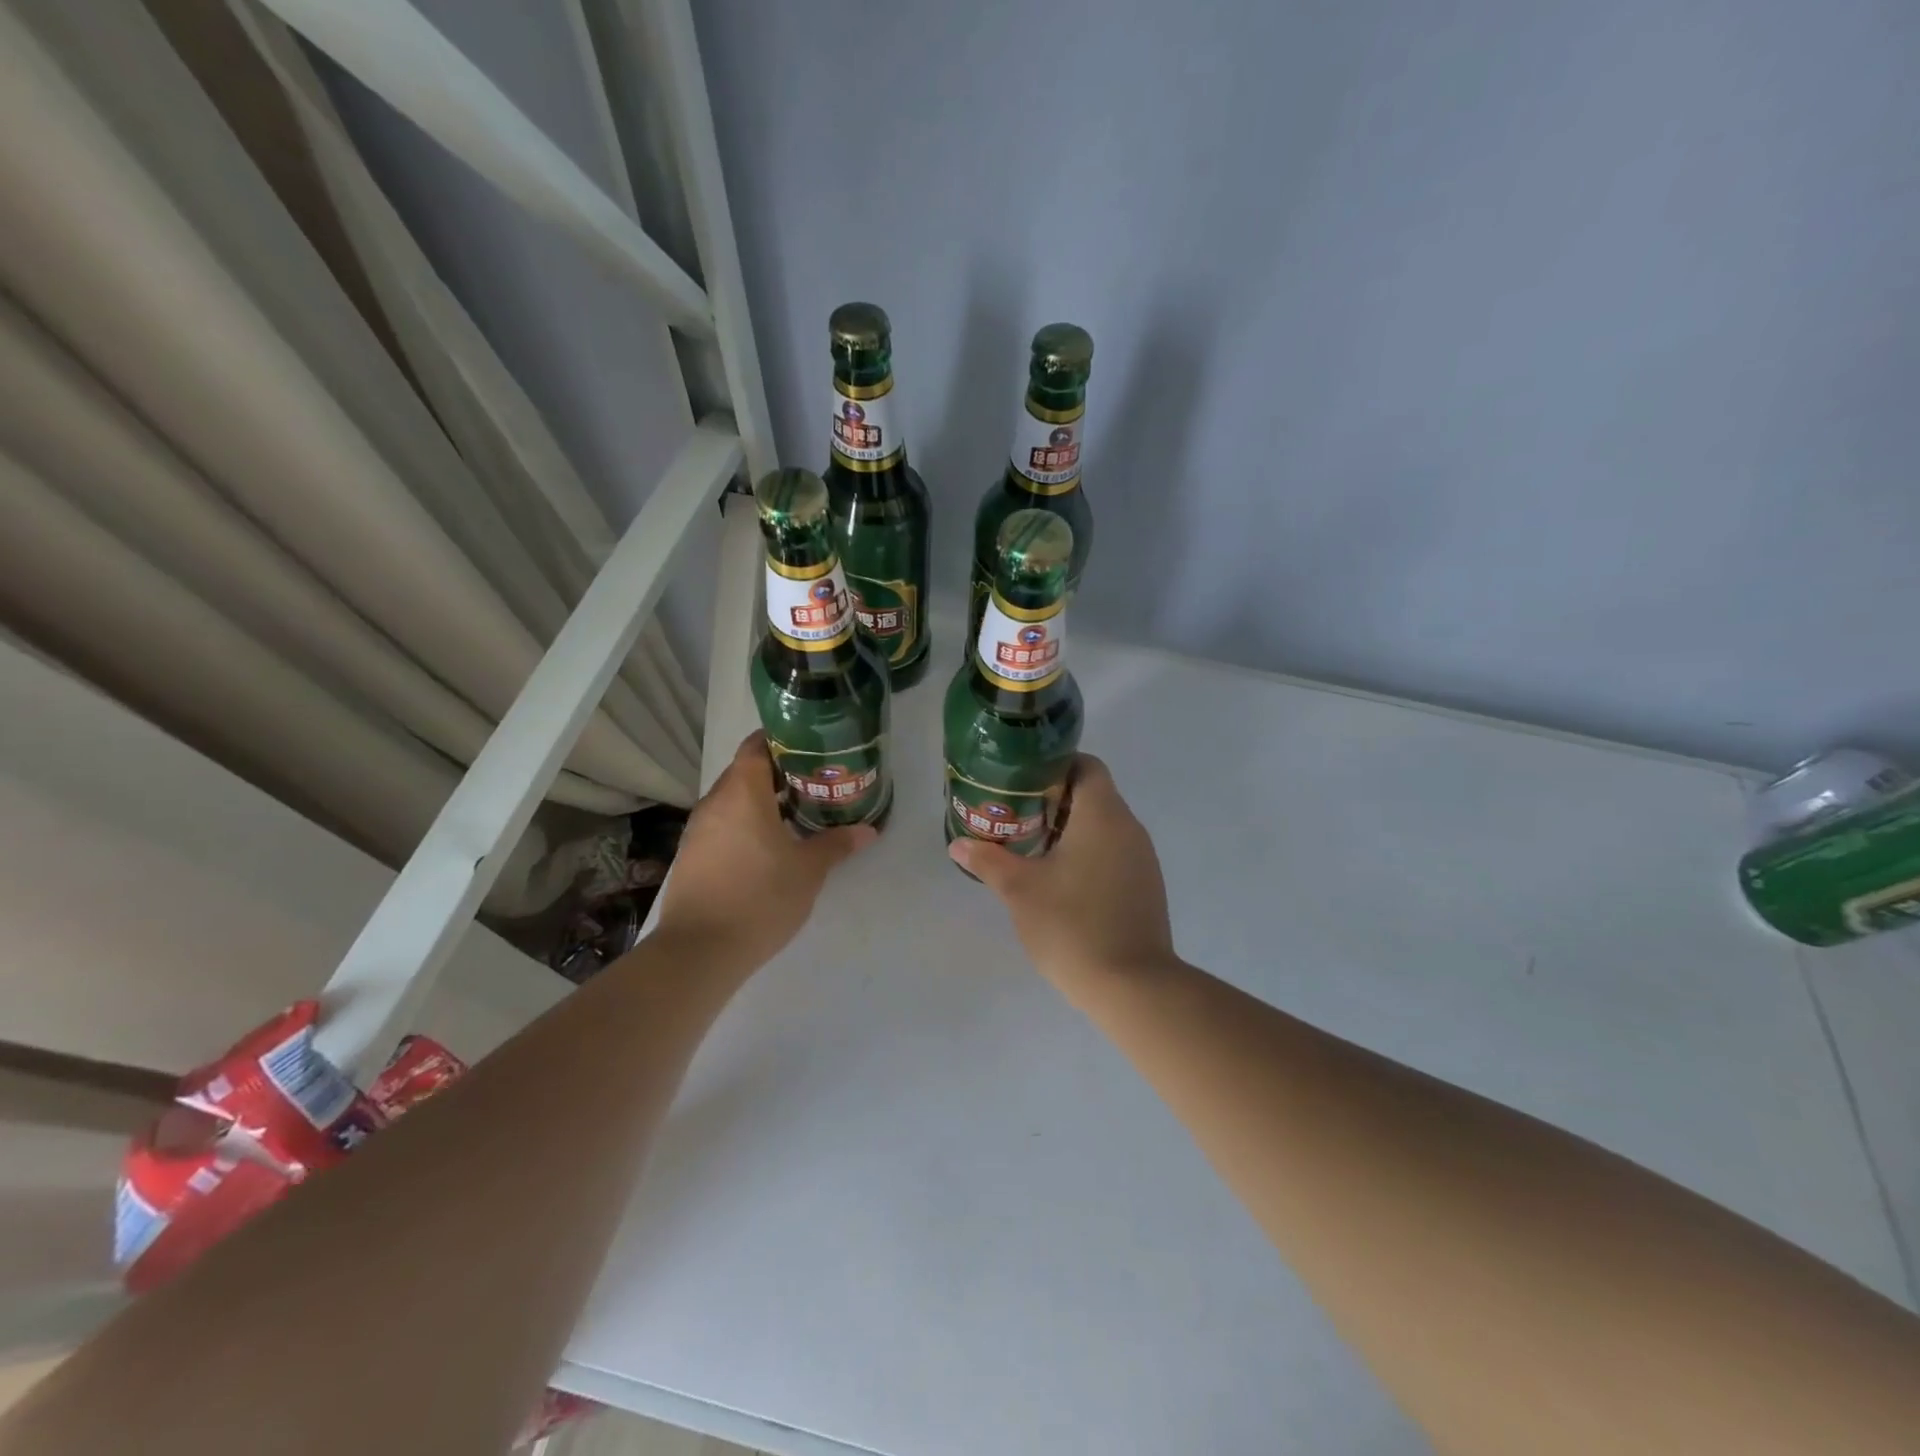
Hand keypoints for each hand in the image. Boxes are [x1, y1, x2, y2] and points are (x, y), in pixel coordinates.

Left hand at [653, 732, 877, 970]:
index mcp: (742, 793)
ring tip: (795, 814)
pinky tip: (767, 846)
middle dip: (777, 773)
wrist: (699, 950)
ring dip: (760, 801)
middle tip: (813, 782)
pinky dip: (744, 824)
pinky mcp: (691, 855)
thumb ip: (836, 844)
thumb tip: (868, 830)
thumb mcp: (808, 871)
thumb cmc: (760, 898)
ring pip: (732, 800)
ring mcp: (698, 830)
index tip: (810, 749)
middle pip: (744, 772)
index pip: (756, 746)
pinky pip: (722, 824)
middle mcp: (715, 802)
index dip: (781, 741)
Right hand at [947, 755, 1175, 994]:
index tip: (1022, 784)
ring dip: (1070, 830)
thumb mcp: (1020, 890)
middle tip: (1016, 817)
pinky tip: (1061, 882)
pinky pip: (1115, 852)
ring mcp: (1143, 859)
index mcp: (1103, 815)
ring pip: (1104, 826)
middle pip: (1093, 794)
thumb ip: (988, 860)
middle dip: (1053, 801)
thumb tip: (958, 844)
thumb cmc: (1072, 925)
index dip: (1054, 766)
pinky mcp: (1146, 886)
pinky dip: (1088, 854)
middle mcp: (1130, 828)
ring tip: (1032, 849)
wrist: (1132, 986)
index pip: (1086, 765)